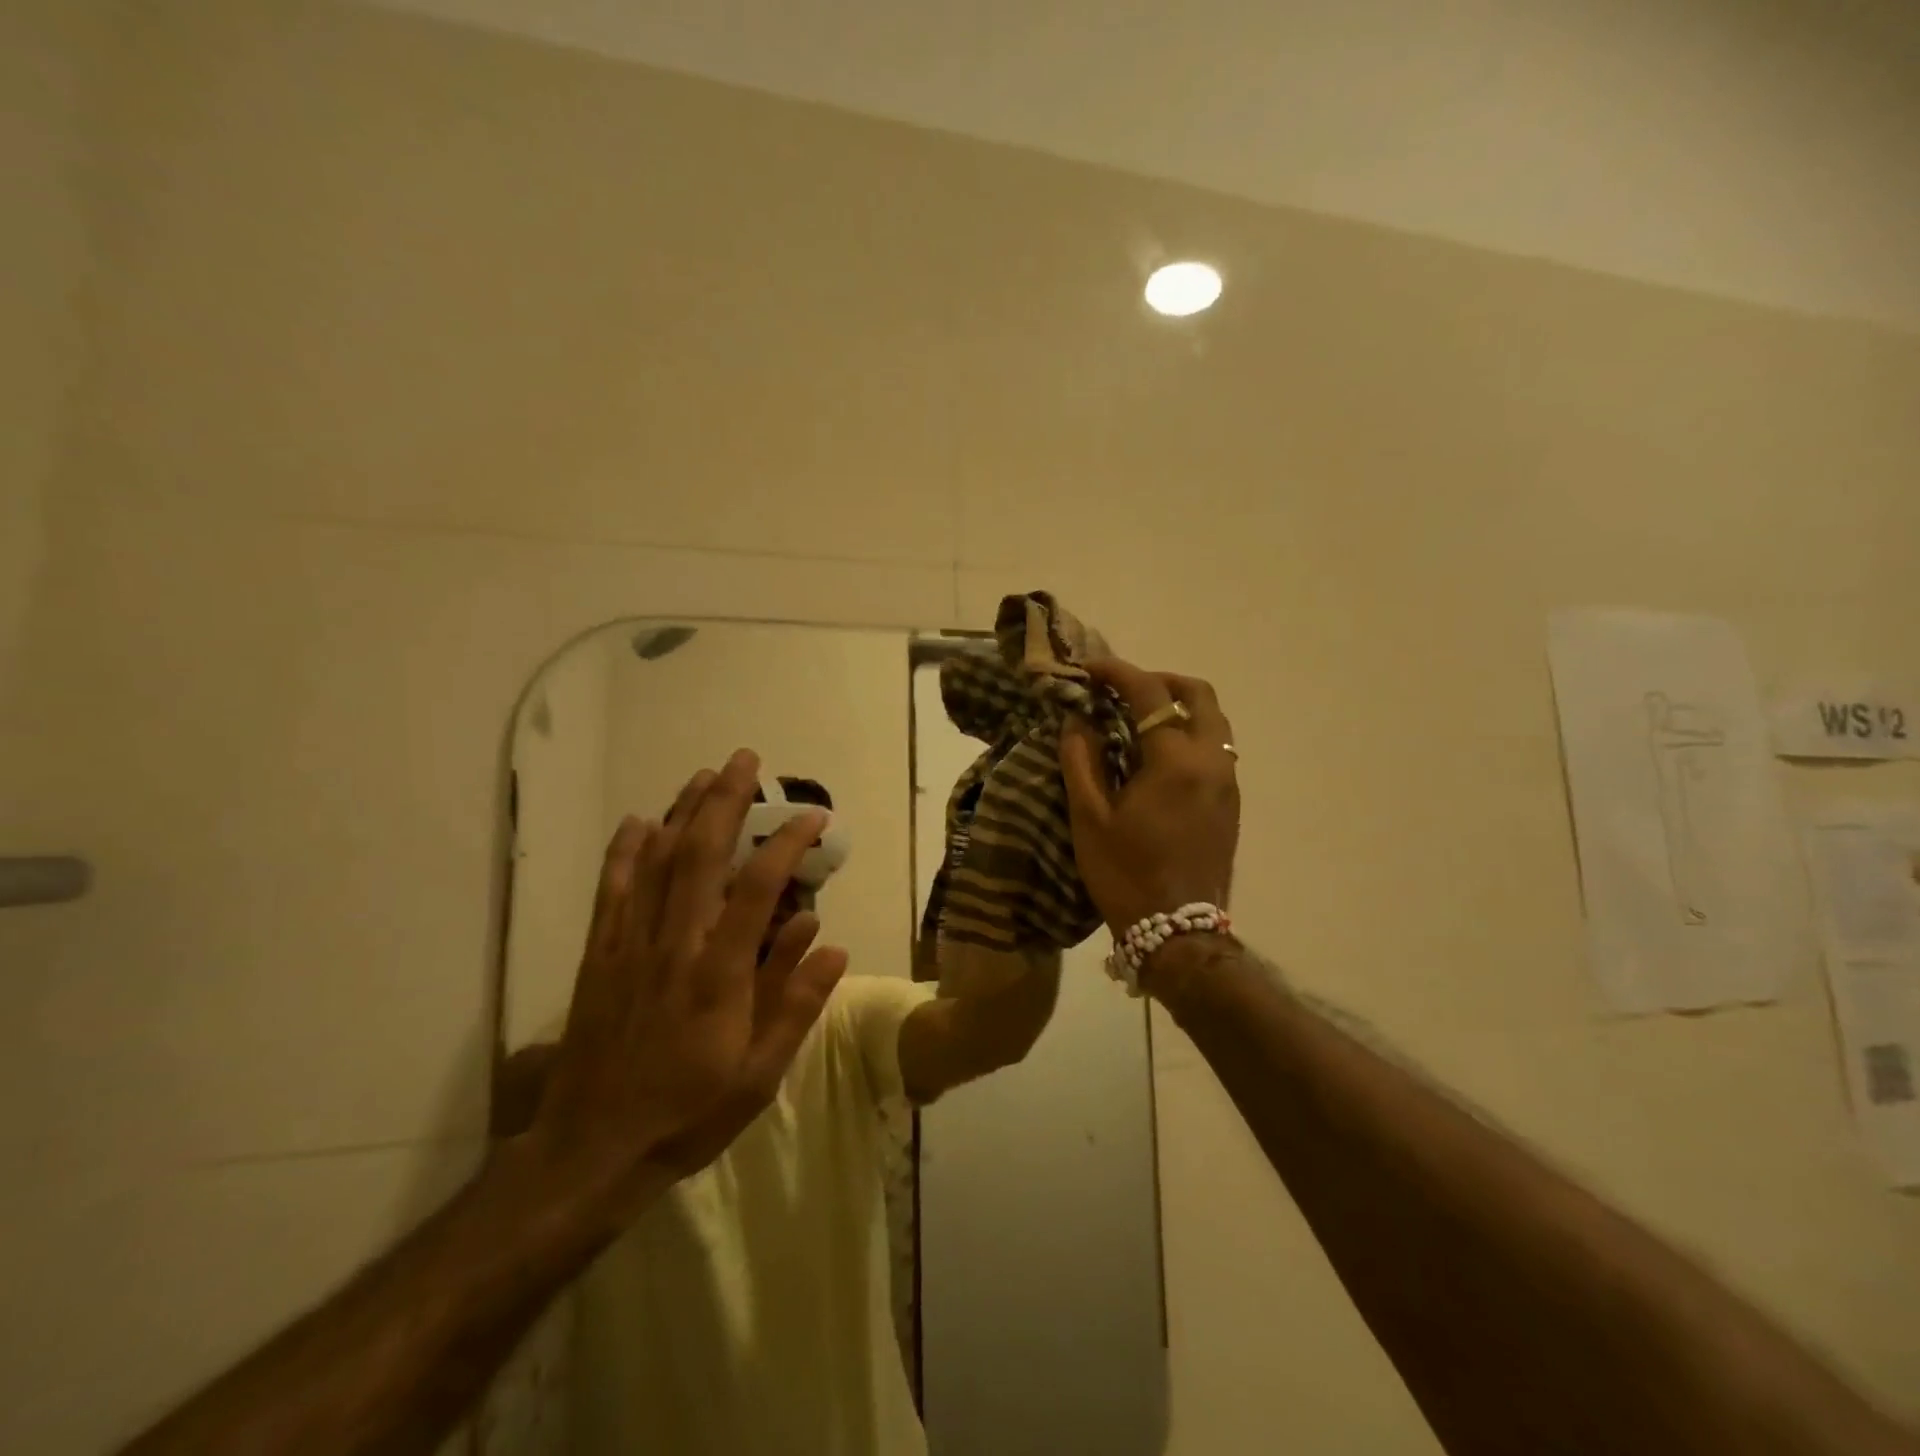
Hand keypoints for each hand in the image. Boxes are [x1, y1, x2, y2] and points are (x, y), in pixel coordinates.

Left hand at [524, 749, 848, 1210]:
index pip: (758, 888)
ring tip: (704, 775)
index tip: (812, 816)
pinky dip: (624, 851)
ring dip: (681, 811)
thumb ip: (796, 1004)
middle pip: (699, 855)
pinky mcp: (600, 956)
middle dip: (725, 800)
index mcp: (719, 974)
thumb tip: (831, 941)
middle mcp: (674, 945)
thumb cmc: (688, 1113)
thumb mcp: (760, 1074)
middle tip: (746, 761)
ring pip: (655, 862)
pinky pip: (612, 891)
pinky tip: (637, 822)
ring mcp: (630, 946)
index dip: (787, 843)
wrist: (592, 1152)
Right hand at [1060, 658, 1239, 935]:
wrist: (1178, 933)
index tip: (1089, 669)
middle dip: (1160, 681)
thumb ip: (1081, 760)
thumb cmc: (1126, 875)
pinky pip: (1216, 748)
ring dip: (1178, 707)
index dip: (1117, 672)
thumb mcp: (1090, 818)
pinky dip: (1189, 733)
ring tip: (1139, 720)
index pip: (1149, 693)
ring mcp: (1228, 782)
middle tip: (1123, 690)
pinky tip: (1158, 756)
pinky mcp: (1231, 803)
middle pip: (1198, 694)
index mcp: (1175, 761)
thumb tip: (1076, 720)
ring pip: (1213, 721)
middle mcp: (1211, 761)